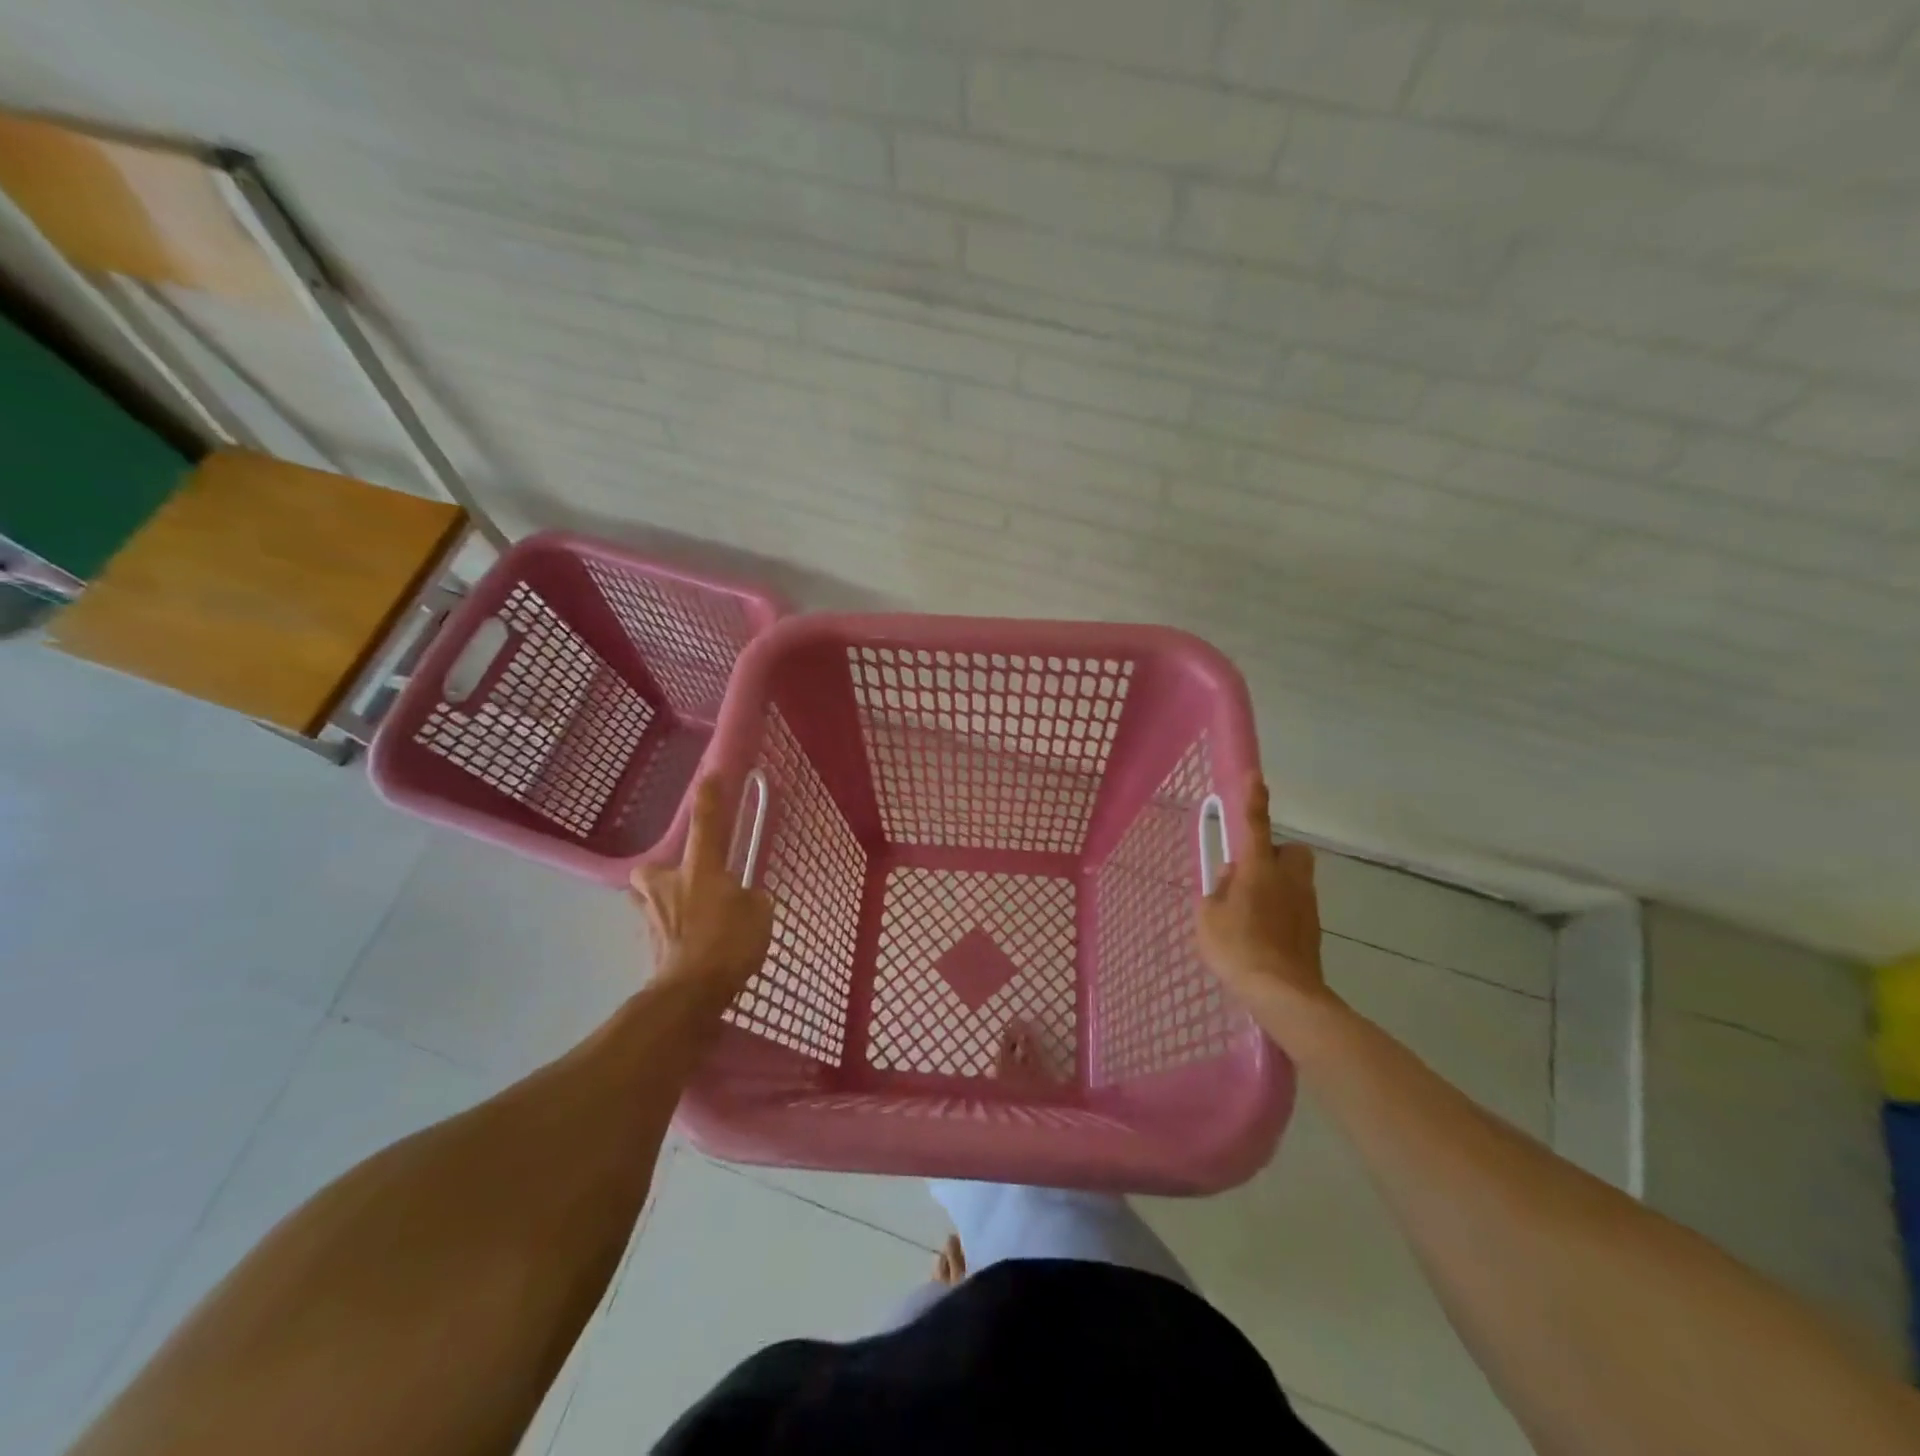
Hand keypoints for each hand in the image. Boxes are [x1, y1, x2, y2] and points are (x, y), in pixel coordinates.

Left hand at [631, 777, 773, 1000]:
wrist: (689, 993)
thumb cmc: (728, 944)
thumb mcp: (760, 915)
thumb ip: (752, 899)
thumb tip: (744, 899)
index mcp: (700, 869)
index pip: (706, 824)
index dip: (709, 798)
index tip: (709, 775)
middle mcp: (667, 884)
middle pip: (656, 868)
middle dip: (666, 873)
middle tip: (689, 885)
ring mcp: (650, 914)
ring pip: (650, 899)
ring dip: (663, 904)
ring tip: (686, 919)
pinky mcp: (645, 942)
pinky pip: (657, 928)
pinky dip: (669, 933)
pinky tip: (686, 947)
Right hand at [1196, 774, 1330, 1021]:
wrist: (1283, 994)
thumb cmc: (1237, 948)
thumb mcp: (1208, 917)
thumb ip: (1217, 890)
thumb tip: (1231, 876)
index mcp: (1258, 869)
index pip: (1255, 824)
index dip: (1254, 799)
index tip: (1255, 776)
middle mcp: (1288, 879)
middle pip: (1289, 851)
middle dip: (1273, 854)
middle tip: (1248, 874)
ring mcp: (1306, 905)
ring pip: (1295, 879)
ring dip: (1276, 884)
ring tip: (1249, 911)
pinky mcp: (1313, 930)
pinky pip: (1296, 906)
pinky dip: (1282, 911)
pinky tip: (1262, 935)